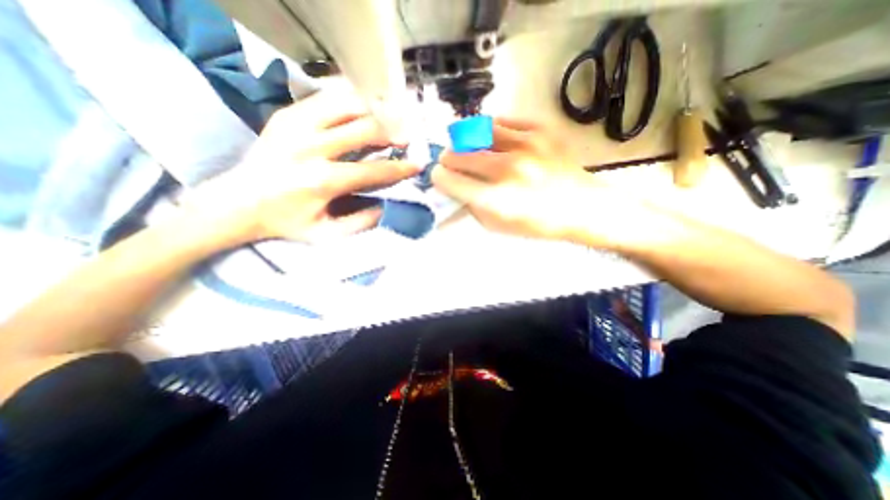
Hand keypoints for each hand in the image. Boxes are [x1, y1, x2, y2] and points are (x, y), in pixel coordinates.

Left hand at [187, 82, 423, 244]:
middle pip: (365, 129)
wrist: (237, 201)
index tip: (417, 164)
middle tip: (406, 139)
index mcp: (322, 181)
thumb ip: (361, 222)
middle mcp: (311, 147)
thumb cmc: (286, 221)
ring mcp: (297, 125)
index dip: (400, 168)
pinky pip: (328, 99)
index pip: (374, 170)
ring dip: (374, 113)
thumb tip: (388, 206)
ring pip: (348, 105)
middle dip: (393, 133)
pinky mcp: (287, 114)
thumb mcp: (326, 234)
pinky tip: (362, 113)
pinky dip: (351, 103)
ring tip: (387, 123)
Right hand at [431, 117, 611, 241]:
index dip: (438, 178)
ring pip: (476, 131)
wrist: (582, 207)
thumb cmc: (537, 224)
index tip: (438, 176)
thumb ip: (471, 206)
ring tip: (468, 147)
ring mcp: (525, 146)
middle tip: (450, 162)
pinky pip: (502, 121)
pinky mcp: (540, 131)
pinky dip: (490, 130)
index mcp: (496, 200)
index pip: (451, 181)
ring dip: (465, 140)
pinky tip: (491, 139)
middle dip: (448, 159)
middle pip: (459, 154)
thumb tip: (452, 188)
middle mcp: (507, 170)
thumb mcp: (498, 226)